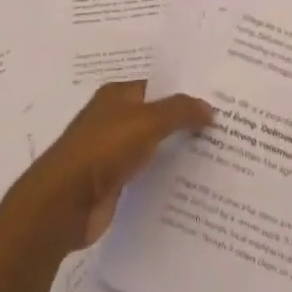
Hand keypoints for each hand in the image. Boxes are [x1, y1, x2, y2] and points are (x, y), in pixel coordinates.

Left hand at [26, 81, 213, 248]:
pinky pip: (148, 174)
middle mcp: (114, 119)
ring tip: (219, 156)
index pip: (158, 87)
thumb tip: (210, 108)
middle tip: (228, 129)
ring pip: (154, 147)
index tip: (220, 102)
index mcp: (116, 96)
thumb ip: (180, 111)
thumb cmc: (102, 150)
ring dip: (179, 151)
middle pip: (158, 117)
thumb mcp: (146, 122)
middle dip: (187, 123)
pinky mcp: (114, 182)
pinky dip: (167, 176)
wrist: (63, 203)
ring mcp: (112, 152)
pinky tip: (193, 184)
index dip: (187, 92)